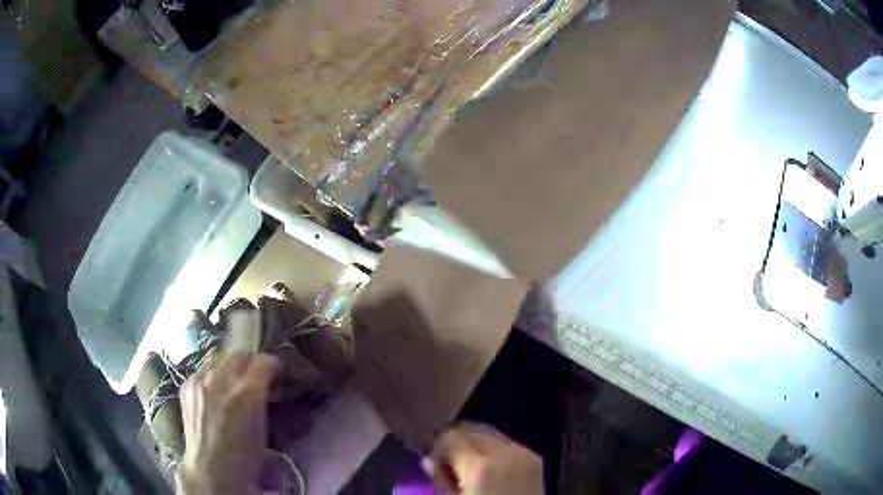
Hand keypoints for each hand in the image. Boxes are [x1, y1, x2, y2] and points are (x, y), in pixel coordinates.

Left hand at [176, 354, 278, 494]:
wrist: (211, 468)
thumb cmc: (245, 455)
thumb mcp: (263, 428)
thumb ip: (263, 399)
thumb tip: (268, 385)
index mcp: (246, 393)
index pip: (263, 363)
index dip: (270, 366)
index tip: (273, 373)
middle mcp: (221, 380)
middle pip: (239, 356)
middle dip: (250, 363)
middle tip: (255, 377)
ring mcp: (200, 380)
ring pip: (219, 359)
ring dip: (229, 368)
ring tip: (233, 383)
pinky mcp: (187, 385)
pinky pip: (203, 370)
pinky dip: (212, 376)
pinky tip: (214, 391)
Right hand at [425, 422, 543, 494]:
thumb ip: (440, 481)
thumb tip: (428, 461)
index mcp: (480, 465)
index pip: (450, 436)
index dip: (437, 449)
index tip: (434, 464)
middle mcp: (504, 452)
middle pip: (470, 430)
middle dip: (455, 444)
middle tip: (448, 465)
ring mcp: (524, 454)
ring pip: (490, 433)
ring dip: (474, 444)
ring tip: (468, 468)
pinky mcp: (535, 459)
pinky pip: (507, 443)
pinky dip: (493, 449)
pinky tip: (489, 469)